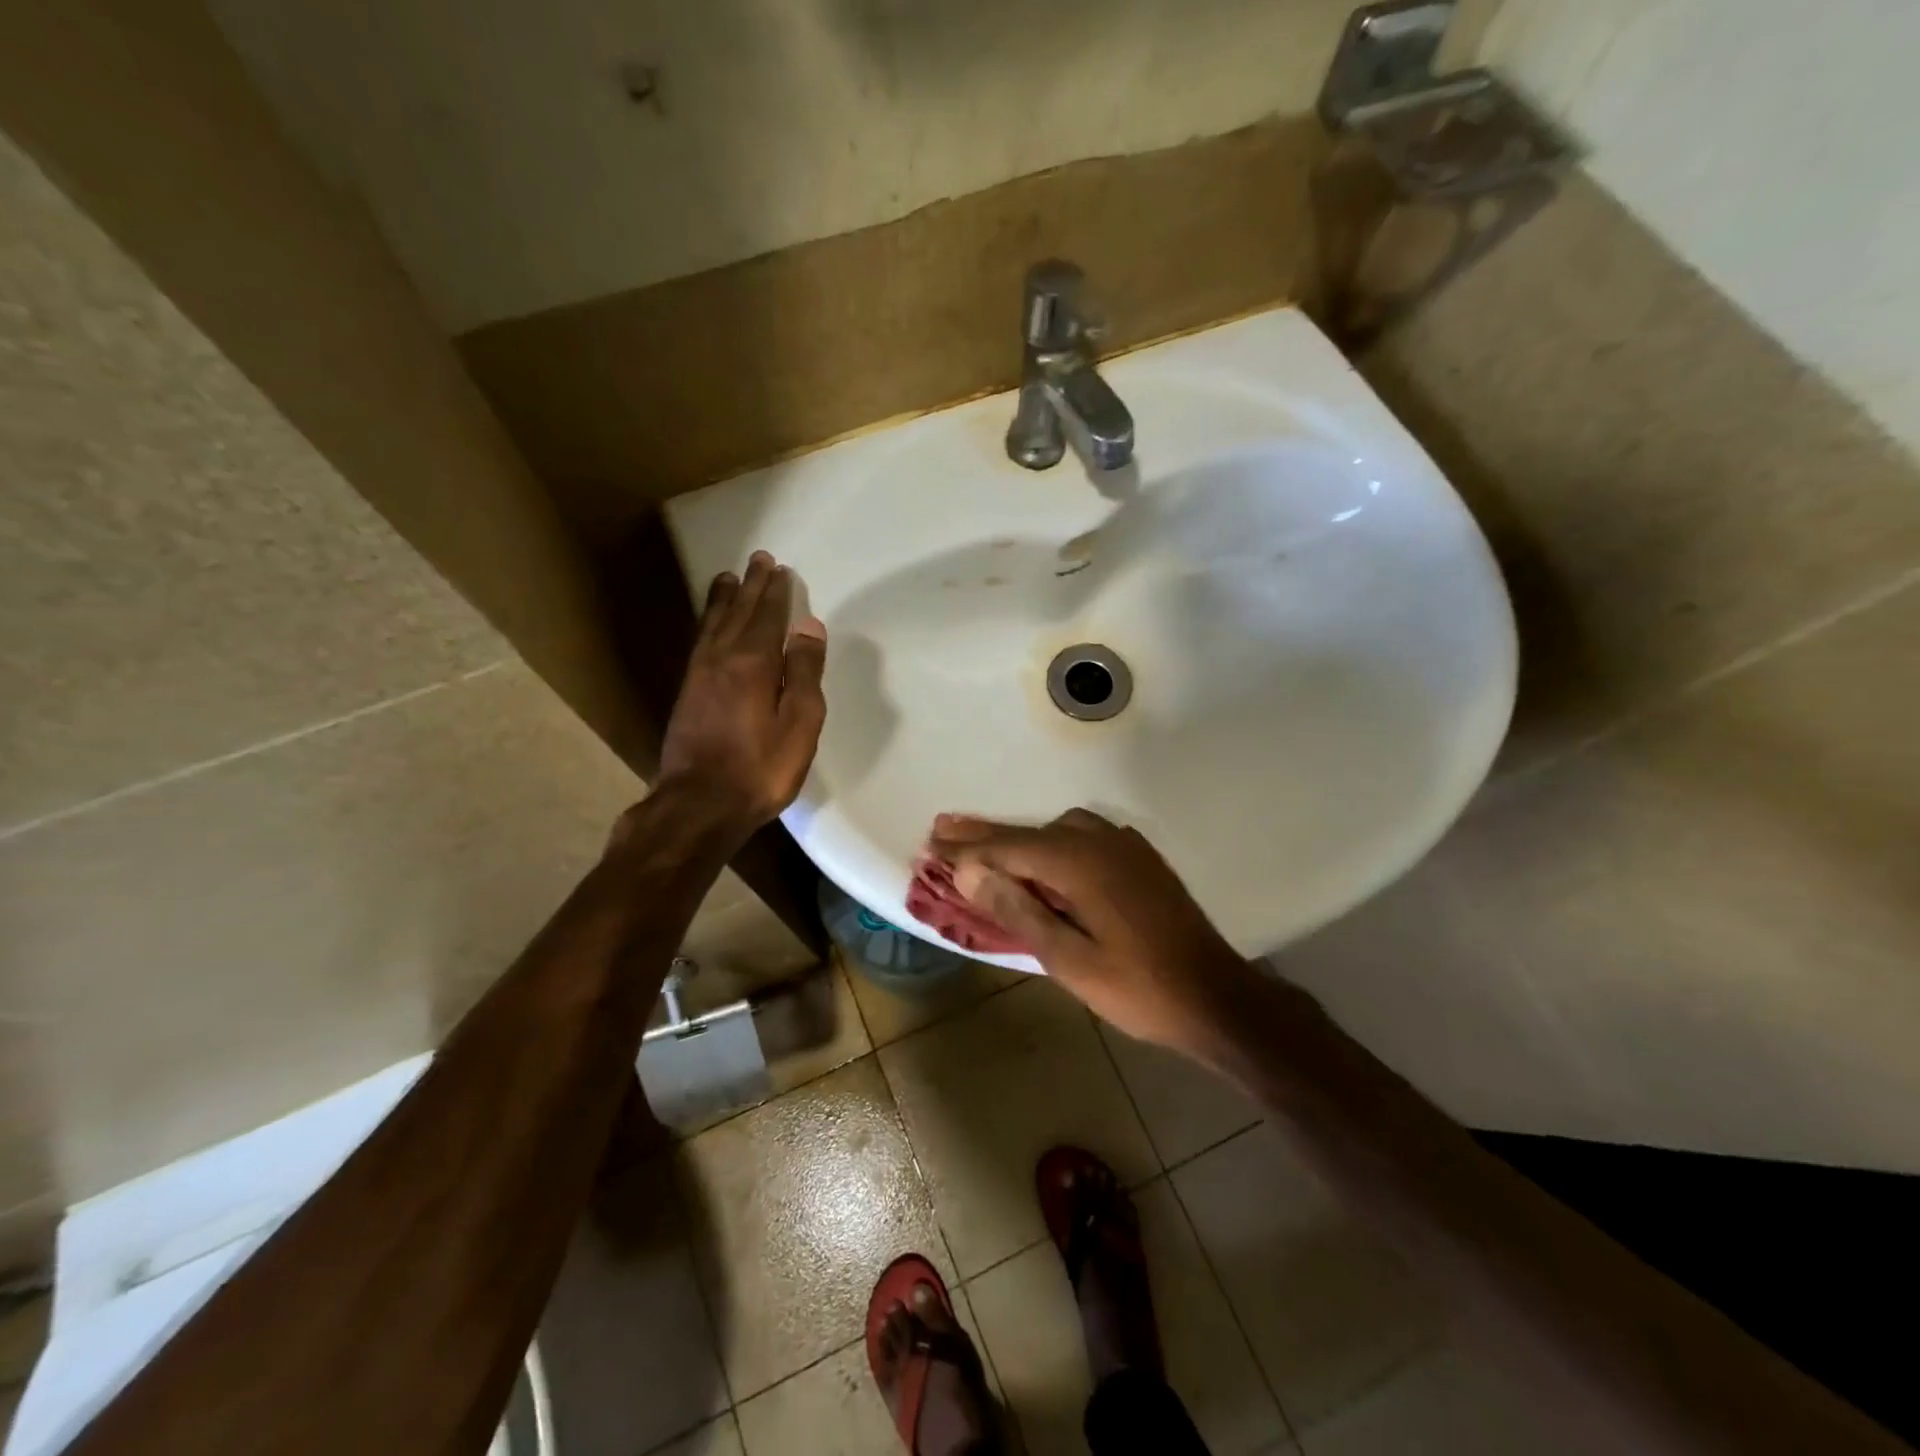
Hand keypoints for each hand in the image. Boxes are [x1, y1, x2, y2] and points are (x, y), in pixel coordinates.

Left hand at [655, 551, 827, 839]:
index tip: (780, 569)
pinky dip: (709, 623)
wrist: (699, 804)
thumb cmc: (760, 768)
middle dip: (750, 586)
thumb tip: (809, 627)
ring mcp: (699, 675)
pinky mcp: (687, 694)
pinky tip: (711, 626)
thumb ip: (805, 673)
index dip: (775, 592)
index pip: (767, 616)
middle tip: (758, 560)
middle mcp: (721, 659)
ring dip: (724, 600)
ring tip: (727, 578)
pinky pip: (701, 642)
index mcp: (753, 663)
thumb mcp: (799, 724)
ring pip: (713, 625)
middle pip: (738, 613)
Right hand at [930, 809, 1259, 1053]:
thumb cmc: (1137, 988)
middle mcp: (1099, 840)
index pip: (1007, 848)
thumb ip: (1018, 911)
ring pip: (1056, 831)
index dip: (966, 850)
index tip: (930, 846)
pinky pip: (1083, 836)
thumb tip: (970, 873)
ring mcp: (1124, 845)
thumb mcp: (1068, 960)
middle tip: (942, 829)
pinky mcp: (1139, 857)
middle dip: (984, 835)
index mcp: (1078, 862)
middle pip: (1028, 833)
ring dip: (1019, 838)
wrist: (1216, 996)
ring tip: (984, 847)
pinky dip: (1052, 842)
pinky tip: (1045, 858)